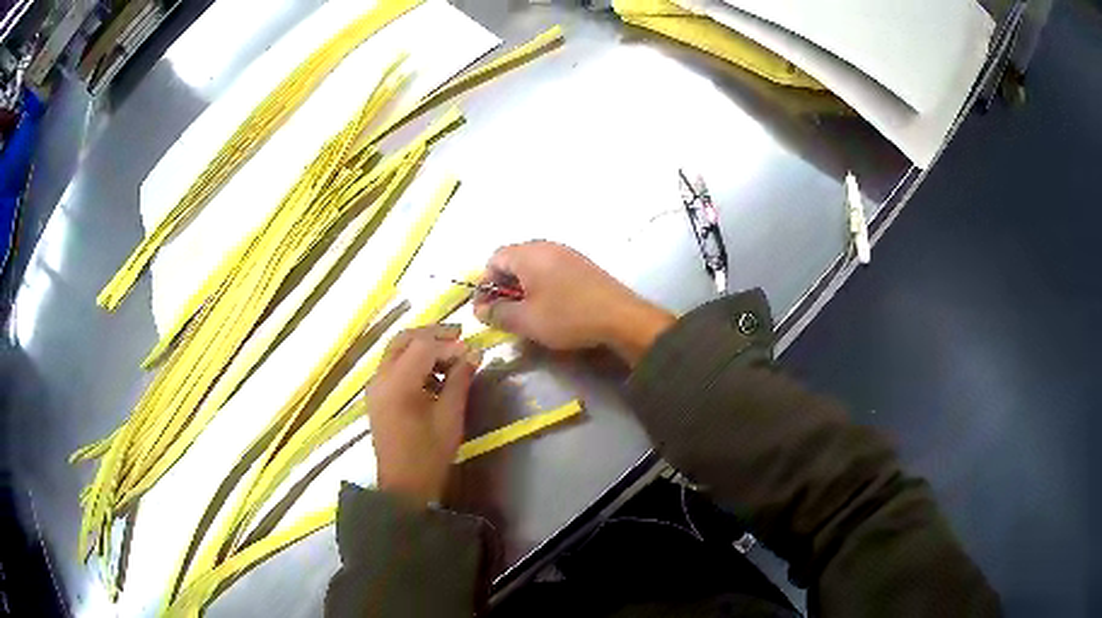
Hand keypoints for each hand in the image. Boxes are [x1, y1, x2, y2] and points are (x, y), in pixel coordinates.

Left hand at [366, 325, 481, 505]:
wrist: (403, 487)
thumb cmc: (429, 455)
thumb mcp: (450, 417)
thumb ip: (459, 381)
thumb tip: (473, 353)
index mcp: (397, 384)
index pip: (423, 346)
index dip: (449, 343)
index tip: (472, 350)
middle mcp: (380, 378)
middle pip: (405, 339)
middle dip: (432, 334)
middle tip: (460, 337)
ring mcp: (375, 386)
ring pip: (396, 350)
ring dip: (422, 346)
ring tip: (450, 356)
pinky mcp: (377, 396)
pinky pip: (393, 365)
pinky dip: (412, 360)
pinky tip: (432, 374)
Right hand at [473, 241, 674, 365]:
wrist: (620, 317)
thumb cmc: (567, 316)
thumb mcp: (527, 320)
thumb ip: (498, 313)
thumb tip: (481, 310)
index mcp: (529, 254)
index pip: (495, 259)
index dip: (485, 283)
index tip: (485, 308)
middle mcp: (547, 247)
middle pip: (514, 260)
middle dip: (503, 286)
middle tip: (503, 312)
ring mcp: (567, 254)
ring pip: (533, 266)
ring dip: (522, 287)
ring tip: (525, 313)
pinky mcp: (582, 266)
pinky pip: (551, 270)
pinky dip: (542, 286)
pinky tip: (548, 307)